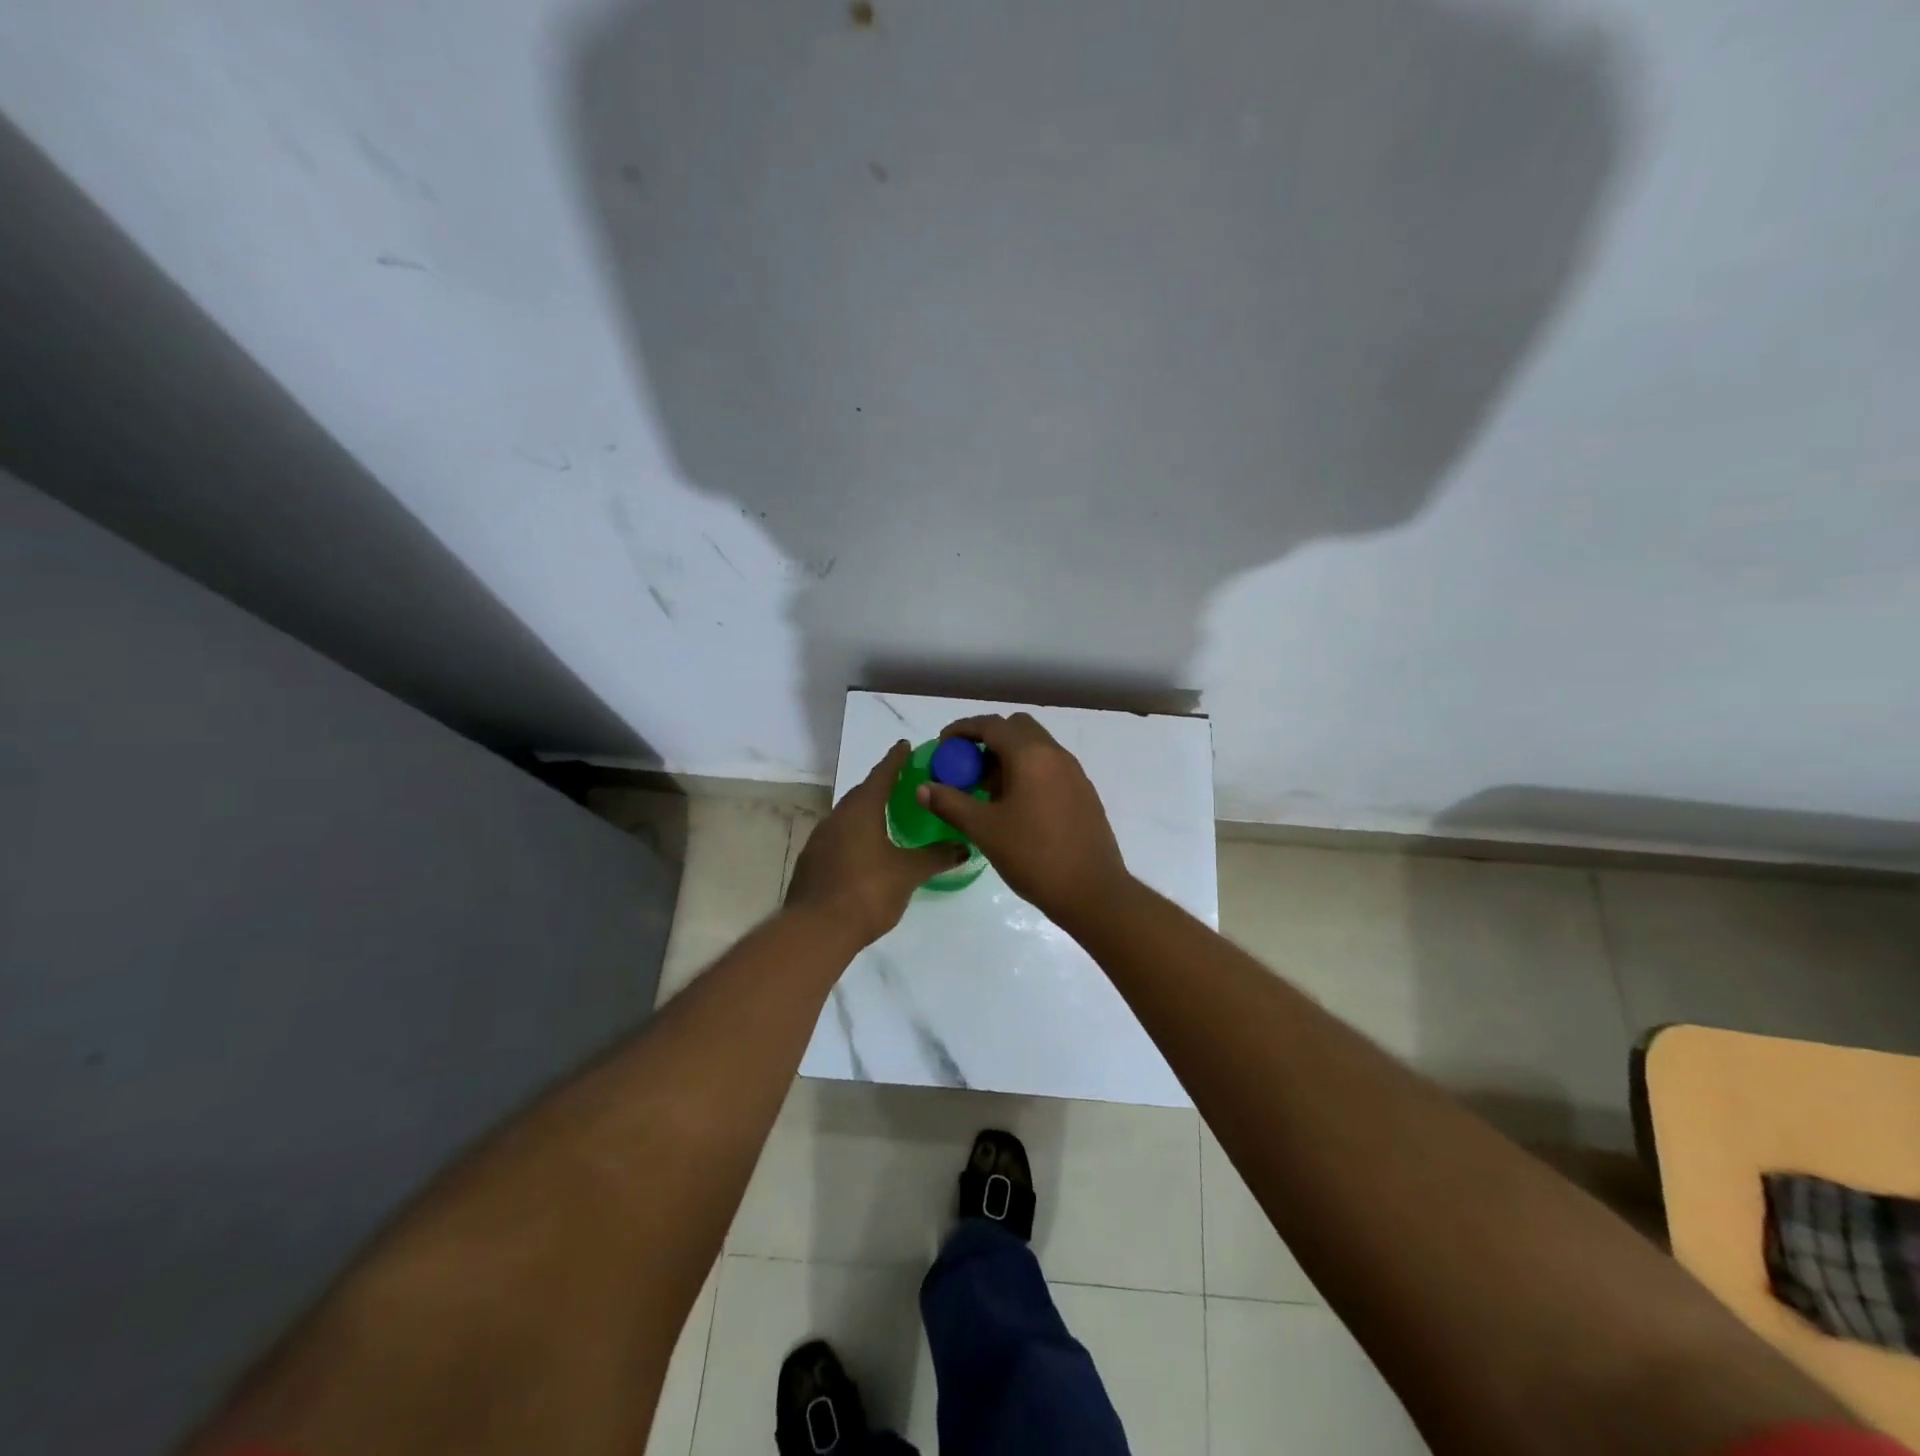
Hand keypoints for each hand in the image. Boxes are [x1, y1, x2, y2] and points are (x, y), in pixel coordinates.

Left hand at [785, 740, 968, 947]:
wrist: (816, 930)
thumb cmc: (867, 891)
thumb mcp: (908, 873)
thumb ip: (936, 857)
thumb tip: (964, 846)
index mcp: (861, 811)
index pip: (882, 775)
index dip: (895, 760)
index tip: (905, 745)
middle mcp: (837, 818)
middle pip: (862, 794)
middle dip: (881, 786)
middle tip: (902, 783)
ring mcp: (819, 840)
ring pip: (848, 817)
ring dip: (866, 813)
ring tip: (886, 817)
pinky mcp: (811, 863)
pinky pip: (838, 838)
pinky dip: (854, 836)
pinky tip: (866, 851)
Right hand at [918, 712, 1129, 924]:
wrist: (1092, 891)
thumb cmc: (1033, 856)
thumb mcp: (984, 830)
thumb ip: (950, 803)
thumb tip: (923, 788)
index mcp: (1031, 755)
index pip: (992, 725)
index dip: (963, 729)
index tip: (943, 744)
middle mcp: (1056, 754)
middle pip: (1018, 728)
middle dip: (989, 739)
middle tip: (967, 765)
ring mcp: (1074, 773)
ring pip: (1036, 748)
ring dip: (1009, 756)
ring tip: (987, 790)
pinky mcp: (1084, 793)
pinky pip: (1050, 767)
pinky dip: (1028, 772)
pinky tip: (1016, 806)